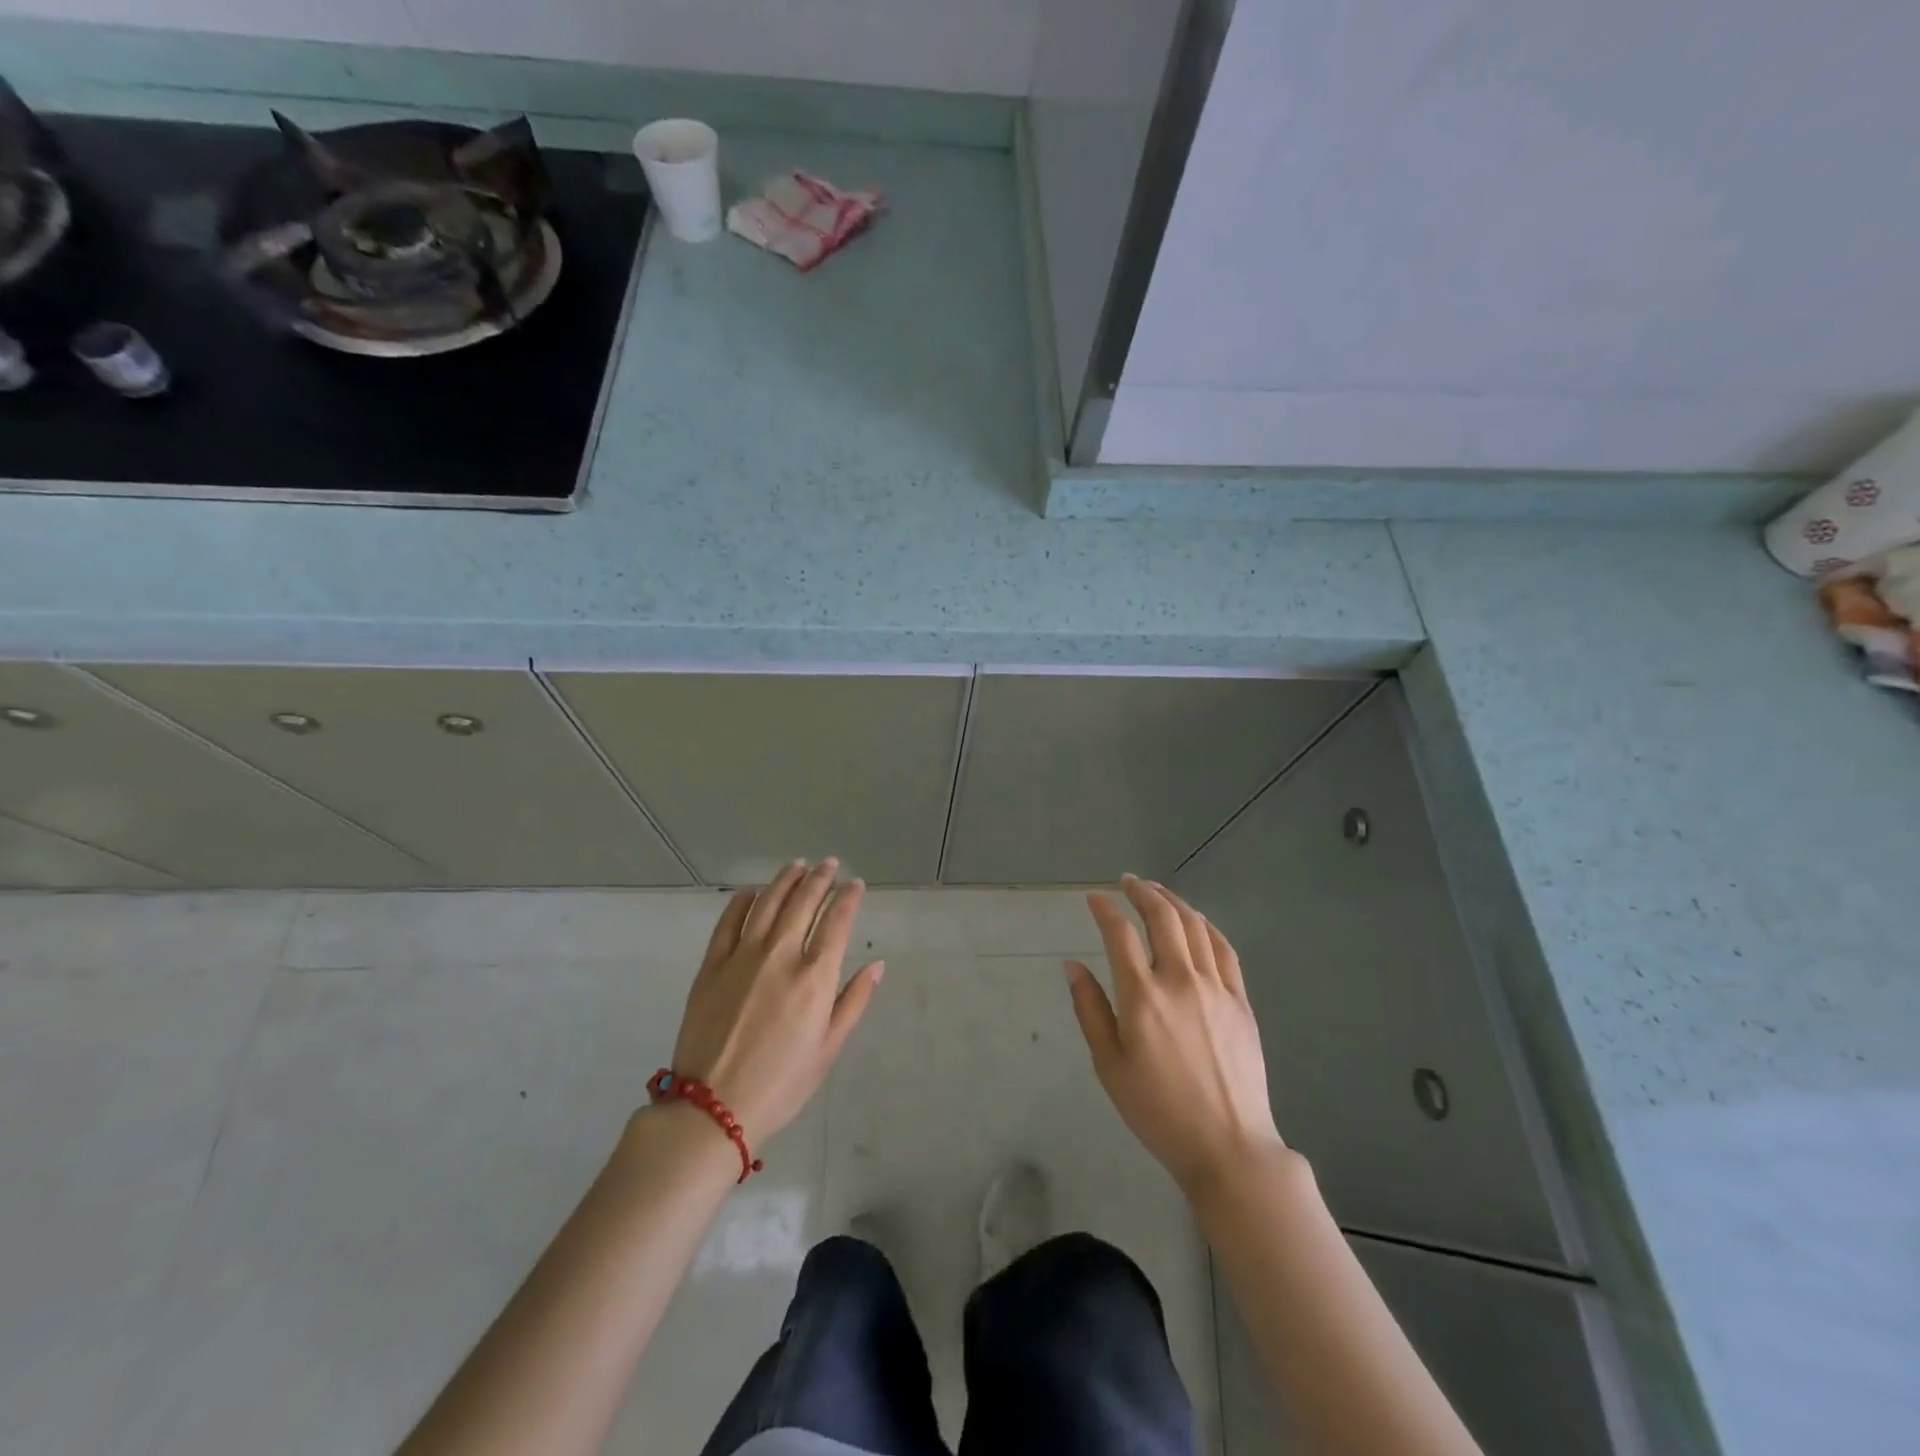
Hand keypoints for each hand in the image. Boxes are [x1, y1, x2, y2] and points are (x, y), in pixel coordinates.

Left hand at [668, 858, 883, 1144]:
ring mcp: (743, 955)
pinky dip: (743, 900)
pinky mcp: (712, 964)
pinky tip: (752, 892)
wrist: (712, 1108)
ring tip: (798, 865)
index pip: (837, 921)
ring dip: (786, 880)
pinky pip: (729, 920)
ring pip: (768, 902)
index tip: (856, 884)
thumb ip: (854, 1001)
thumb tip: (877, 964)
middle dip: (821, 878)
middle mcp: (781, 955)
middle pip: (804, 902)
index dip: (849, 897)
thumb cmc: (781, 1083)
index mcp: (814, 977)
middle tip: (829, 864)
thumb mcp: (829, 1048)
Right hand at [1066, 875, 1283, 1197]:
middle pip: (1162, 918)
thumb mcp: (1109, 1065)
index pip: (1120, 934)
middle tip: (1127, 882)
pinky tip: (1197, 921)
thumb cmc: (1157, 1110)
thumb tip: (1073, 966)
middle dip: (1142, 892)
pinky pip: (1225, 949)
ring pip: (1195, 927)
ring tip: (1157, 891)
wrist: (1227, 1146)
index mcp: (1142, 997)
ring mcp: (1216, 988)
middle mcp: (1180, 981)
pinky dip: (1207, 926)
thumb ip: (1090, 1010)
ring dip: (1174, 901)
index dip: (1105, 909)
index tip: (1094, 898)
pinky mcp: (1241, 1001)